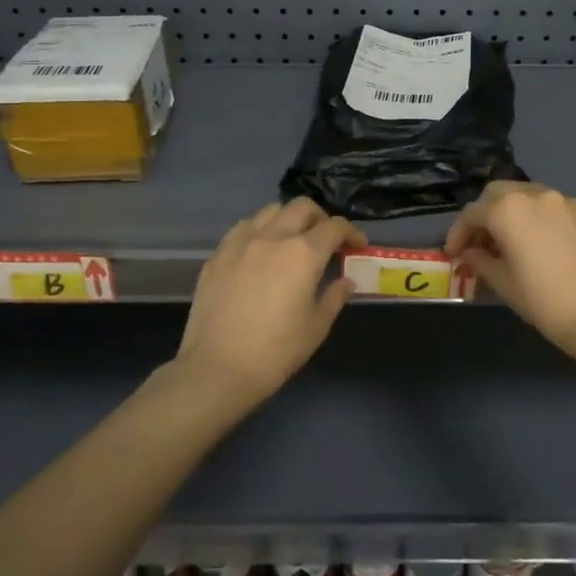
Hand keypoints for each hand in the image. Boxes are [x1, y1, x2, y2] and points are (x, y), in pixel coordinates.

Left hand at [175, 198, 364, 405]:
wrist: (218, 368)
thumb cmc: (276, 351)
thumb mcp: (316, 326)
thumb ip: (334, 296)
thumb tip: (346, 281)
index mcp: (303, 253)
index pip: (334, 227)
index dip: (351, 233)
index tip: (357, 246)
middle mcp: (273, 237)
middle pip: (302, 207)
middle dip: (321, 218)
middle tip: (327, 240)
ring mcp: (241, 243)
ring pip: (270, 211)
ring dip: (288, 219)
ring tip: (292, 241)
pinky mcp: (217, 255)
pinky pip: (243, 228)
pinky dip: (259, 231)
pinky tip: (260, 252)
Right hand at [445, 182, 575, 363]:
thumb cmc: (545, 301)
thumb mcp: (503, 283)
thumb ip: (480, 261)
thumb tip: (470, 253)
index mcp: (507, 210)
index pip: (472, 213)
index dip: (458, 233)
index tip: (454, 254)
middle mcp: (536, 195)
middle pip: (499, 193)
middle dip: (485, 214)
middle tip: (482, 243)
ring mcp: (567, 201)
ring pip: (529, 196)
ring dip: (514, 213)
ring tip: (514, 242)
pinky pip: (556, 208)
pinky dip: (542, 219)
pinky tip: (547, 245)